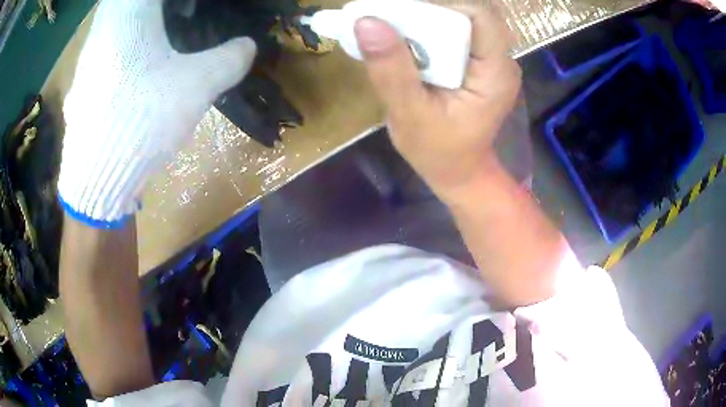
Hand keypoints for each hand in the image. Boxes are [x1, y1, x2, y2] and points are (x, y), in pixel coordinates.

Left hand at [58, 0, 255, 226]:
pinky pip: (105, 46)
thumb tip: (247, 45)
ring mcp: (87, 55)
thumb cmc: (140, 118)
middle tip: (182, 14)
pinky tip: (134, 70)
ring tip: (160, 39)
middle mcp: (102, 25)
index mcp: (129, 11)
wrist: (94, 179)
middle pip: (132, 0)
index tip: (196, 7)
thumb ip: (230, 57)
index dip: (185, 1)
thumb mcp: (197, 85)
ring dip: (140, 21)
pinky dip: (123, 45)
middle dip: (160, 7)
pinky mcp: (81, 81)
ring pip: (116, 19)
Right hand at [354, 8, 520, 200]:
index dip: (441, 6)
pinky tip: (409, 40)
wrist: (459, 171)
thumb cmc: (439, 152)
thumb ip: (391, 71)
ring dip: (429, 18)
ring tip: (396, 29)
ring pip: (464, 19)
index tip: (401, 13)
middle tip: (392, 18)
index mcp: (496, 73)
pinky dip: (433, 29)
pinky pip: (460, 32)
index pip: (479, 16)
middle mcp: (502, 61)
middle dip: (431, 11)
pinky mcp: (481, 62)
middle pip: (470, 13)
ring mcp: (494, 60)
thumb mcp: (409, 116)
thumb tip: (367, 23)